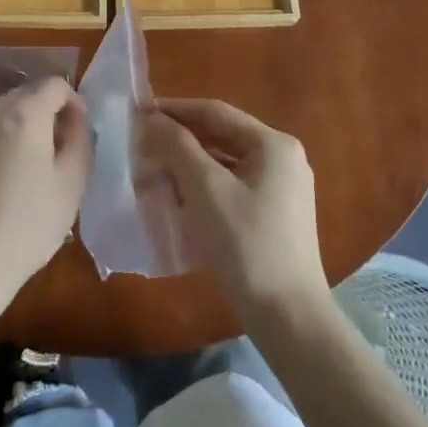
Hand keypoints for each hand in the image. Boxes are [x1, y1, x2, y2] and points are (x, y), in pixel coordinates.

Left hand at [0, 77, 89, 312]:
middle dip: (44, 113)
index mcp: (23, 114)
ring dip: (17, 127)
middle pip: (25, 95)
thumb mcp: (72, 183)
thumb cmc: (28, 226)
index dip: (72, 101)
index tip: (77, 130)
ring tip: (24, 166)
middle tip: (55, 150)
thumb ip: (79, 138)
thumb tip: (74, 116)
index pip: (54, 84)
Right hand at [144, 98, 328, 321]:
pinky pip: (233, 185)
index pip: (215, 112)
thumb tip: (151, 118)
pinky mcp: (276, 213)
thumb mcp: (206, 190)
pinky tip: (178, 198)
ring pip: (226, 162)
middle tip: (141, 144)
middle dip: (180, 139)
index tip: (138, 111)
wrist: (288, 317)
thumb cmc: (246, 245)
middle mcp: (283, 157)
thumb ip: (178, 147)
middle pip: (222, 136)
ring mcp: (282, 187)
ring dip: (189, 164)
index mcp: (274, 144)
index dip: (175, 109)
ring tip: (153, 170)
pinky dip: (204, 186)